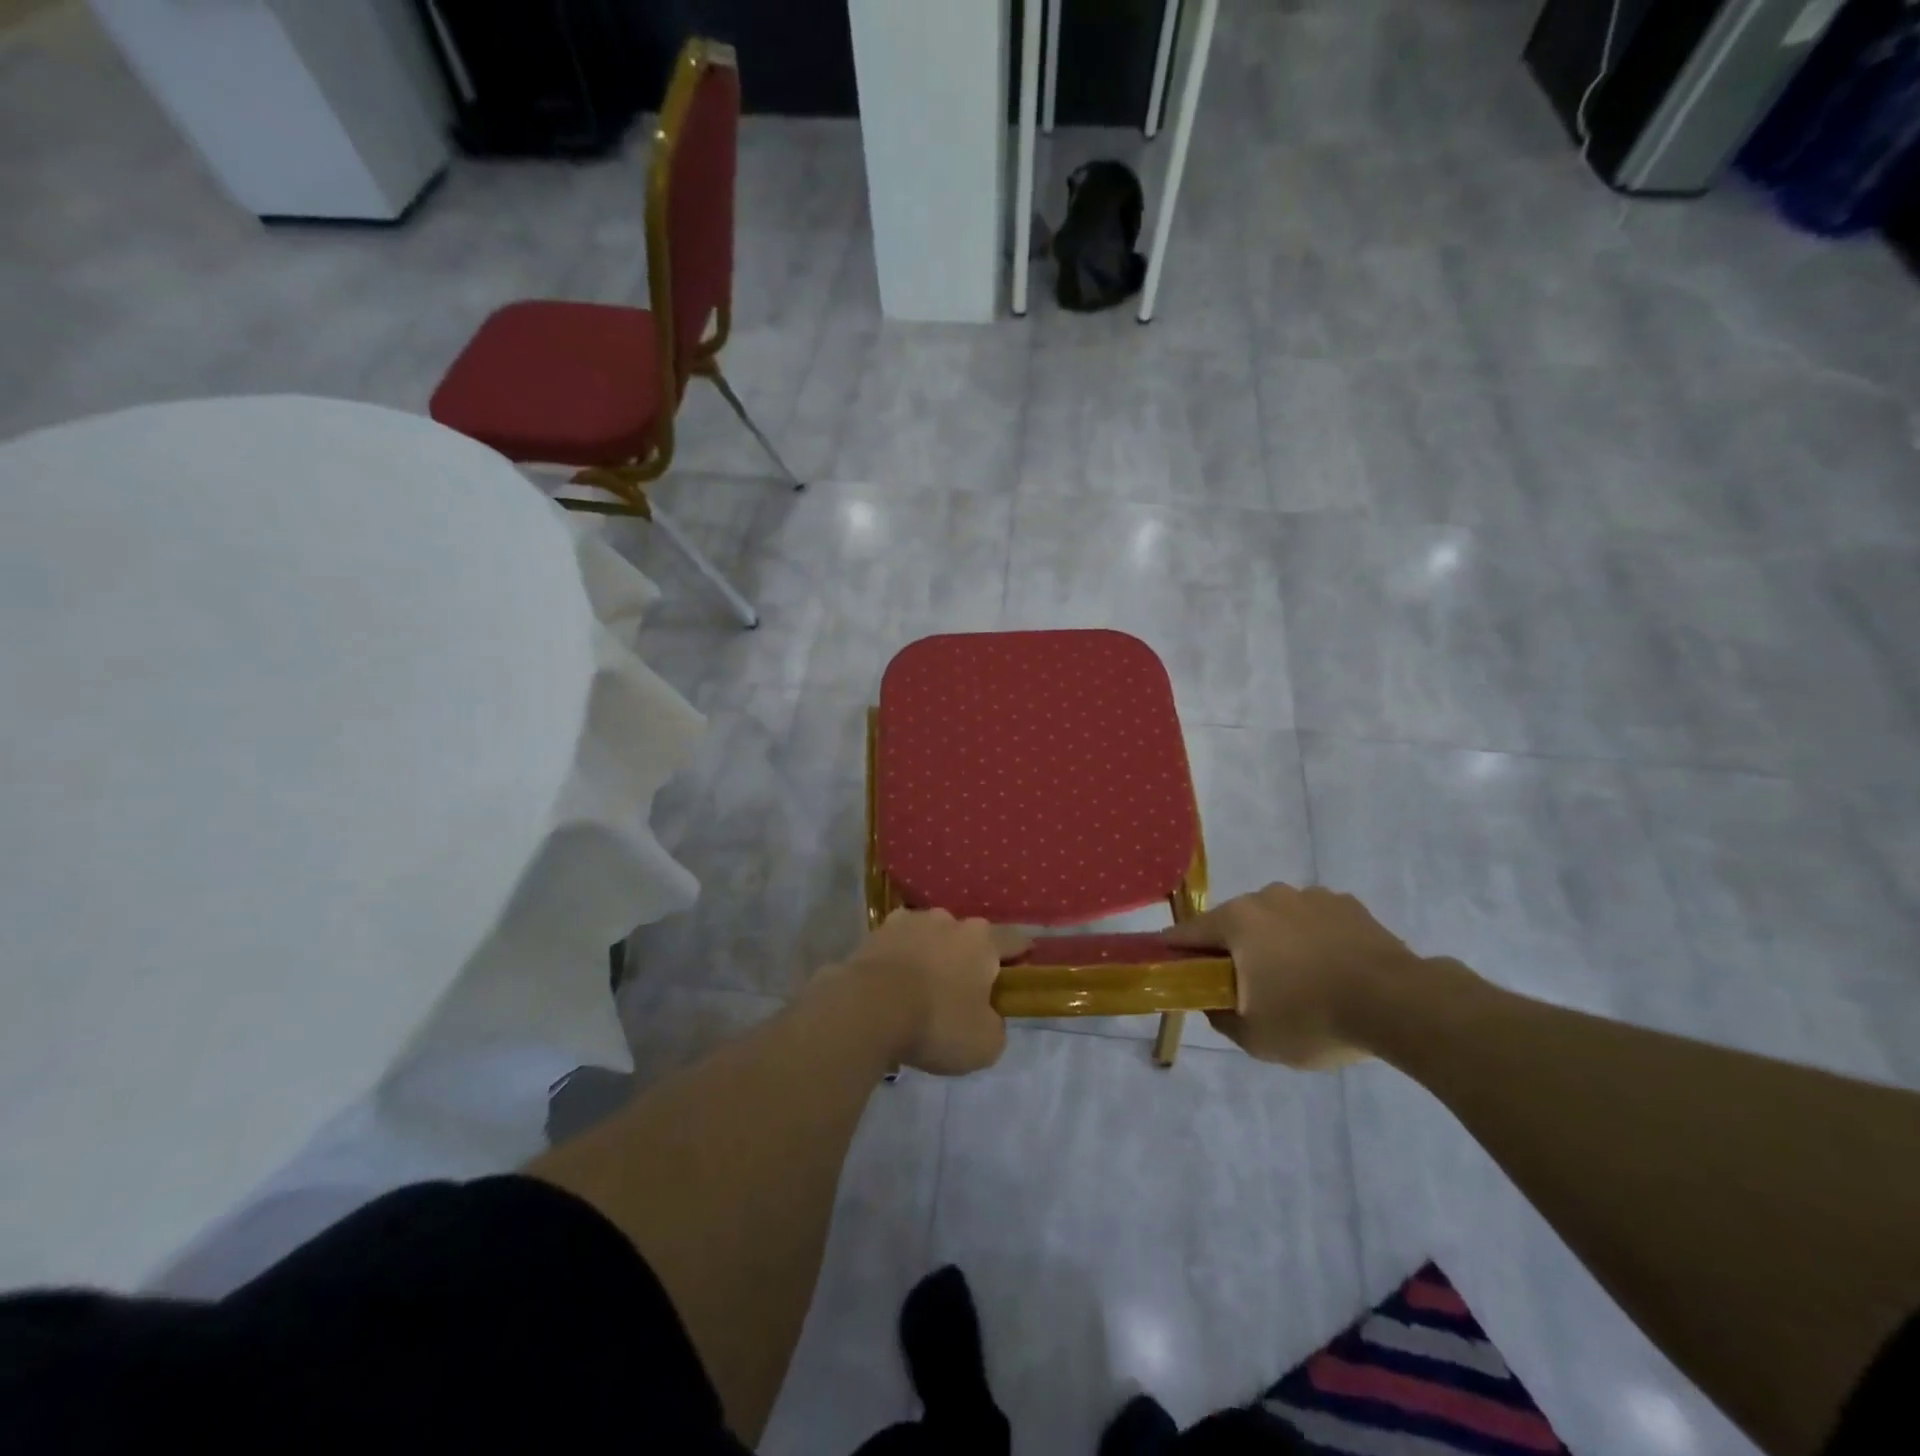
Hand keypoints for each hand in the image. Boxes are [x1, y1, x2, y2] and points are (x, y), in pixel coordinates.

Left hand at [834, 909, 1029, 1076]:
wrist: (868, 1008)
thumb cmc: (937, 1022)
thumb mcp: (984, 1043)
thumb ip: (995, 1027)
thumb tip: (988, 1018)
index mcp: (982, 940)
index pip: (1013, 940)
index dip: (1020, 954)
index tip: (1022, 965)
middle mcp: (948, 920)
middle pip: (966, 937)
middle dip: (966, 958)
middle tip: (961, 990)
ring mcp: (909, 921)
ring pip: (929, 936)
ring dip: (930, 955)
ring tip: (920, 988)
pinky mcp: (875, 933)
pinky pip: (896, 946)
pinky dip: (898, 960)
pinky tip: (892, 985)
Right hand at [1165, 883, 1425, 1068]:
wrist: (1399, 1004)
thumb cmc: (1313, 1018)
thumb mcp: (1255, 1037)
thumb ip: (1220, 1017)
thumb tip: (1211, 1001)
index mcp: (1236, 921)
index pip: (1188, 932)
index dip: (1176, 951)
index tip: (1172, 968)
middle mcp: (1267, 897)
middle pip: (1235, 923)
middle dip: (1234, 949)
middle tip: (1246, 986)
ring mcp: (1310, 896)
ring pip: (1276, 919)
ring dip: (1276, 942)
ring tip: (1299, 981)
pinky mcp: (1347, 905)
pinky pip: (1315, 921)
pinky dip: (1313, 940)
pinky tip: (1332, 970)